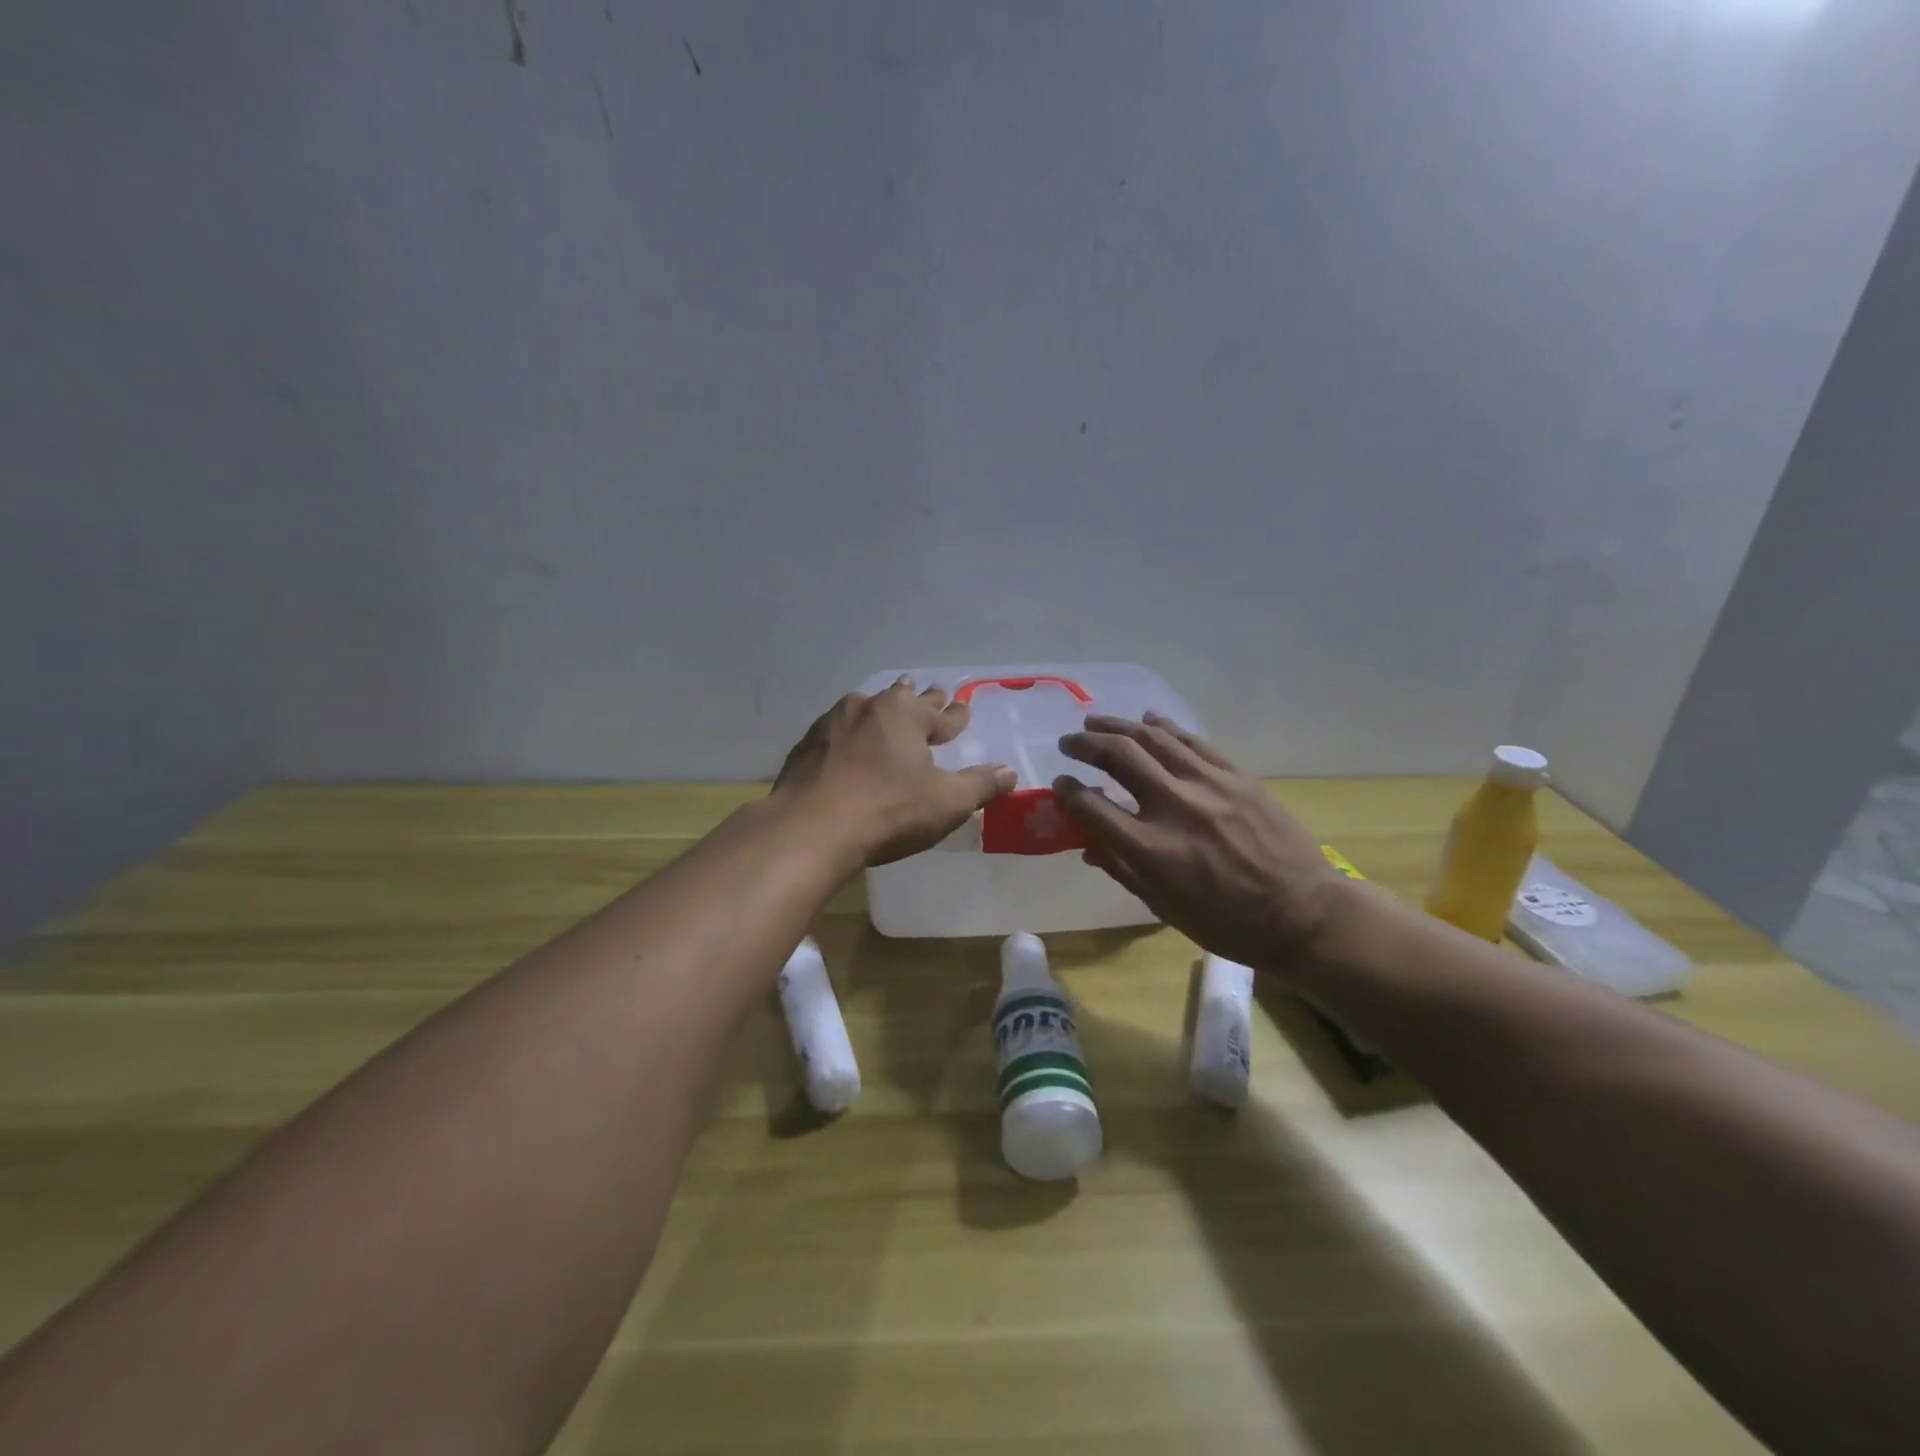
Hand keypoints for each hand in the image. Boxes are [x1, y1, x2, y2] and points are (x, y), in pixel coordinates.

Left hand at [774, 677, 1016, 865]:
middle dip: (921, 699)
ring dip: (882, 708)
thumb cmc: (889, 811)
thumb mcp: (947, 803)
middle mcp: (867, 708)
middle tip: (932, 691)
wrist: (810, 828)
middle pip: (901, 699)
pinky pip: (837, 730)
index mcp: (904, 715)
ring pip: (865, 708)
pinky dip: (850, 732)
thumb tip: (1009, 772)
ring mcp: (831, 724)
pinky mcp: (806, 746)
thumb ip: (980, 785)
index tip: (964, 708)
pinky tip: (846, 740)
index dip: (955, 715)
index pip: (940, 714)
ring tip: (887, 704)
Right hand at [1054, 714, 1353, 969]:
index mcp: (1152, 850)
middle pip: (1118, 757)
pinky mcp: (1236, 775)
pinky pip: (1192, 741)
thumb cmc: (1228, 923)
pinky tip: (1147, 720)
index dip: (1068, 793)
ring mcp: (1208, 785)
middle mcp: (1174, 807)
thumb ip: (1121, 870)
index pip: (1092, 807)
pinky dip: (1165, 726)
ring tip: (1095, 721)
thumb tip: (1087, 846)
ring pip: (1153, 738)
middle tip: (1069, 743)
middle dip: (1085, 745)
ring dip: (1117, 726)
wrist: (1303, 914)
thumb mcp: (1164, 908)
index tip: (1060, 786)